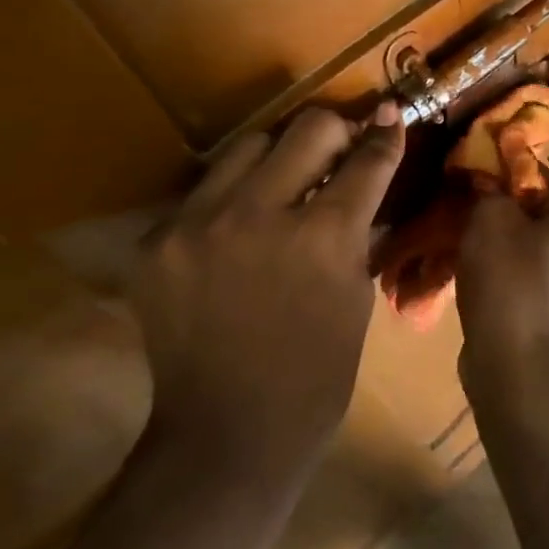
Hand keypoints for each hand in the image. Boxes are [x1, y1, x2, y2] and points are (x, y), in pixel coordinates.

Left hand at [123, 104, 404, 468]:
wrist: (227, 433)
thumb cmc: (315, 377)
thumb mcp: (356, 298)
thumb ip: (357, 231)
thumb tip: (362, 180)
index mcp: (323, 237)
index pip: (365, 161)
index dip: (384, 135)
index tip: (389, 115)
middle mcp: (259, 213)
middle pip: (307, 128)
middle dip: (335, 131)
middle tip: (340, 149)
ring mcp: (200, 223)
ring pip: (248, 145)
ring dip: (277, 156)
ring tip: (283, 182)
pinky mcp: (158, 240)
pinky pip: (204, 192)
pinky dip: (230, 200)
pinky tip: (238, 229)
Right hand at [456, 169, 548, 396]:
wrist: (520, 370)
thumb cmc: (510, 282)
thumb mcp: (490, 219)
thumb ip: (487, 188)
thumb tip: (483, 178)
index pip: (533, 173)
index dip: (493, 175)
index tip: (459, 184)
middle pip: (531, 210)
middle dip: (492, 212)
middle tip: (454, 215)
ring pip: (525, 244)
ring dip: (492, 244)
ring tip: (455, 247)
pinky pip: (525, 275)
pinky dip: (500, 273)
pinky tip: (470, 279)